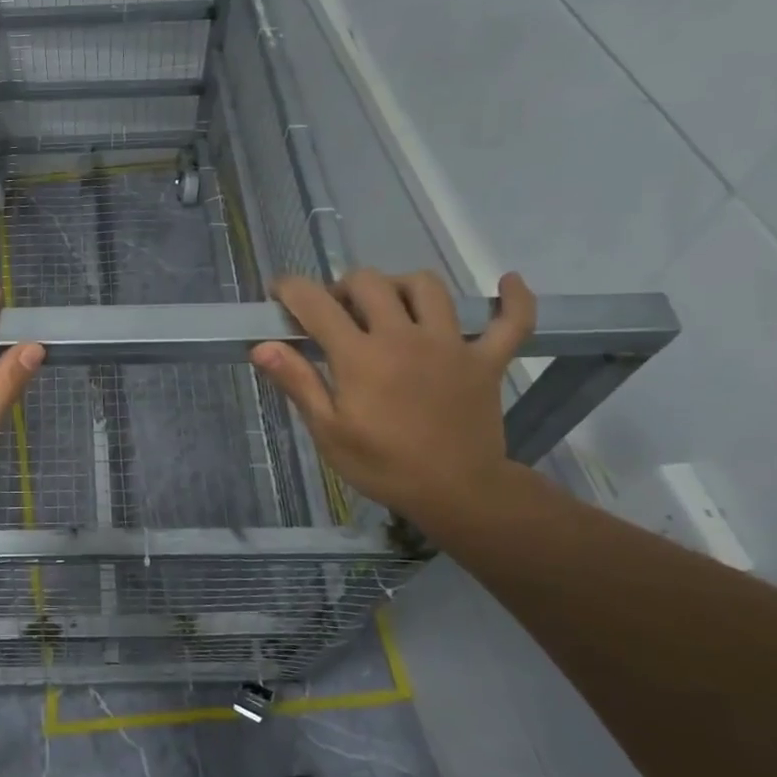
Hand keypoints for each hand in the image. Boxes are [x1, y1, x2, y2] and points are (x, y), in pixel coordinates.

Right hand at [251, 268, 536, 526]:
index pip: (316, 304)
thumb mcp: (328, 431)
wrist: (458, 494)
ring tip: (390, 306)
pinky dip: (514, 300)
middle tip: (335, 313)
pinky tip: (508, 284)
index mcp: (360, 356)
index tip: (278, 292)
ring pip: (427, 286)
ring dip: (401, 286)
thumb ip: (297, 382)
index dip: (290, 289)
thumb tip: (261, 346)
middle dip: (343, 287)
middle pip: (370, 282)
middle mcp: (404, 336)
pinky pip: (511, 321)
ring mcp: (450, 344)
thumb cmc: (383, 466)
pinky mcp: (487, 359)